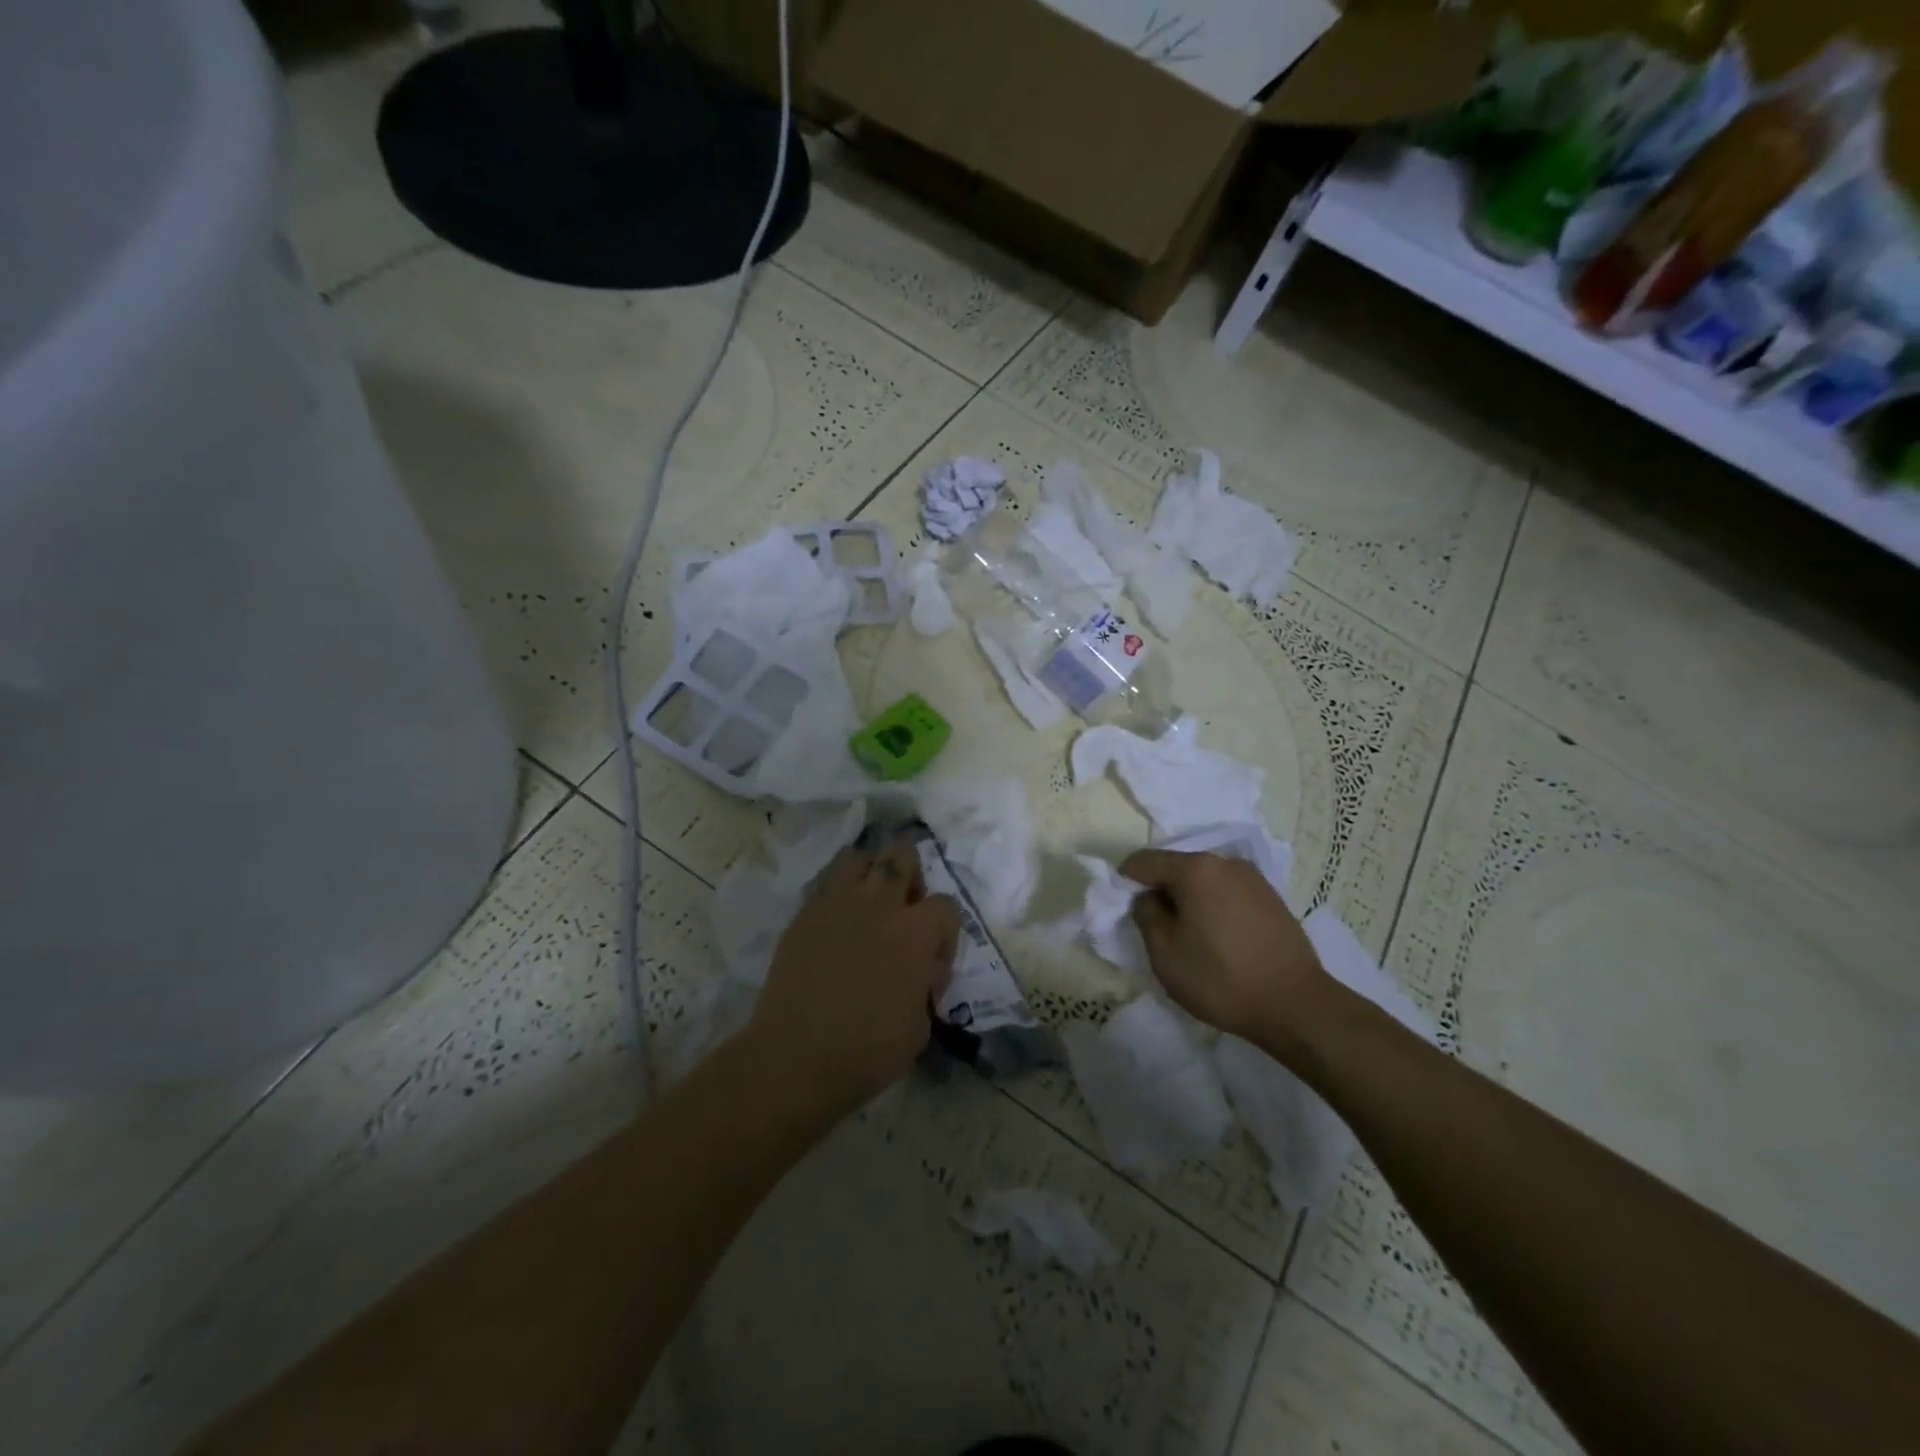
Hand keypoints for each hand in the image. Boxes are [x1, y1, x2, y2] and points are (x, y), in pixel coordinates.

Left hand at [750, 840, 960, 1115]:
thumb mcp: (920, 1026)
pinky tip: (837, 923)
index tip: (932, 961)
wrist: (796, 1056)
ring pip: (859, 857)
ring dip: (870, 872)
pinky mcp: (804, 914)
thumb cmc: (868, 1051)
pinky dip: (837, 894)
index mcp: (916, 932)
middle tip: (905, 908)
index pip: (946, 905)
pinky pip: (826, 884)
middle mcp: (880, 904)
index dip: (945, 933)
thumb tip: (923, 969)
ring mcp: (837, 903)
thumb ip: (927, 985)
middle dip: (911, 875)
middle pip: (903, 856)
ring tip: (868, 901)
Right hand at [1120, 849, 1332, 1052]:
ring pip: (1204, 881)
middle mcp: (1225, 862)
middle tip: (1155, 928)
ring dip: (1189, 900)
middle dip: (1160, 891)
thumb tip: (1147, 898)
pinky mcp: (1272, 897)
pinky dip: (1213, 907)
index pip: (1144, 861)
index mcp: (1195, 869)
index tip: (1122, 908)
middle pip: (1177, 867)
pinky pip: (1227, 892)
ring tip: (1189, 936)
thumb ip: (1145, 915)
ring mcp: (1253, 878)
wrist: (1297, 1006)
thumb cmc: (1221, 979)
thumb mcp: (1165, 953)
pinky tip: (1218, 939)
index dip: (1126, 880)